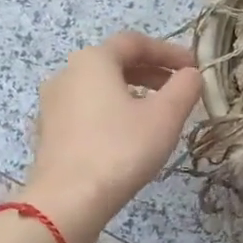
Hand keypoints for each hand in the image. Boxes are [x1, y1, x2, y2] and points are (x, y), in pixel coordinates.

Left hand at [22, 31, 202, 239]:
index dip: (168, 51)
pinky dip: (111, 113)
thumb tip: (191, 74)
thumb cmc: (121, 150)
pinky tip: (126, 136)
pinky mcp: (48, 133)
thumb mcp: (165, 117)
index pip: (135, 43)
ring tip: (156, 113)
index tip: (194, 67)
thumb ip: (184, 88)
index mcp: (93, 60)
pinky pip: (86, 111)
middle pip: (114, 63)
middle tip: (178, 89)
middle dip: (150, 72)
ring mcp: (52, 105)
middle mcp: (66, 74)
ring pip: (98, 88)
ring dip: (131, 93)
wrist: (68, 200)